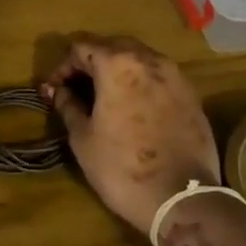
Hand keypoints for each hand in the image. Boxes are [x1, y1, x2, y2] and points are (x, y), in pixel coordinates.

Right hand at [41, 33, 218, 232]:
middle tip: (76, 89)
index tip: (53, 90)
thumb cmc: (121, 167)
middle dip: (91, 62)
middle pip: (112, 46)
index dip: (62, 67)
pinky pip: (159, 77)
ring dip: (117, 70)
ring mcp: (176, 76)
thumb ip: (68, 106)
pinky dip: (141, 83)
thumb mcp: (83, 138)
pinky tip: (133, 108)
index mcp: (117, 64)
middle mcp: (149, 60)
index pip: (81, 47)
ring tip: (104, 97)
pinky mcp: (192, 95)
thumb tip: (58, 91)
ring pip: (139, 59)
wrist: (181, 199)